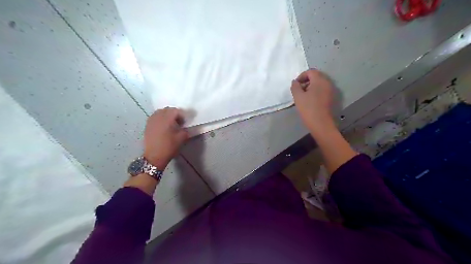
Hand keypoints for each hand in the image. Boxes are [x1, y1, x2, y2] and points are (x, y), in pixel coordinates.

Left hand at [143, 108, 188, 169]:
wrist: (154, 156)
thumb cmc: (169, 147)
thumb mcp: (182, 138)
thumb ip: (185, 130)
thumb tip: (186, 127)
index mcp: (167, 118)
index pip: (176, 111)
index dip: (182, 115)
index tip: (185, 122)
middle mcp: (158, 117)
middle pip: (167, 110)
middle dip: (174, 114)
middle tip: (179, 122)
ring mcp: (151, 120)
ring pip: (160, 112)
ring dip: (166, 115)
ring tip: (171, 124)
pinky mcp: (147, 125)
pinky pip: (155, 117)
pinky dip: (160, 119)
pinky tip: (163, 126)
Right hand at [291, 70, 334, 133]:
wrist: (321, 123)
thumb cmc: (308, 108)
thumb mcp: (298, 96)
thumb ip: (295, 86)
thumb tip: (295, 82)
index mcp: (319, 80)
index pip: (310, 71)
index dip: (301, 76)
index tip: (296, 85)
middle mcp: (327, 82)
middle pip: (316, 76)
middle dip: (306, 81)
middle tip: (299, 90)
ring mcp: (331, 90)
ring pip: (319, 84)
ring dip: (311, 87)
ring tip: (303, 96)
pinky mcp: (331, 98)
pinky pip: (322, 90)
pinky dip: (316, 92)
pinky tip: (310, 101)